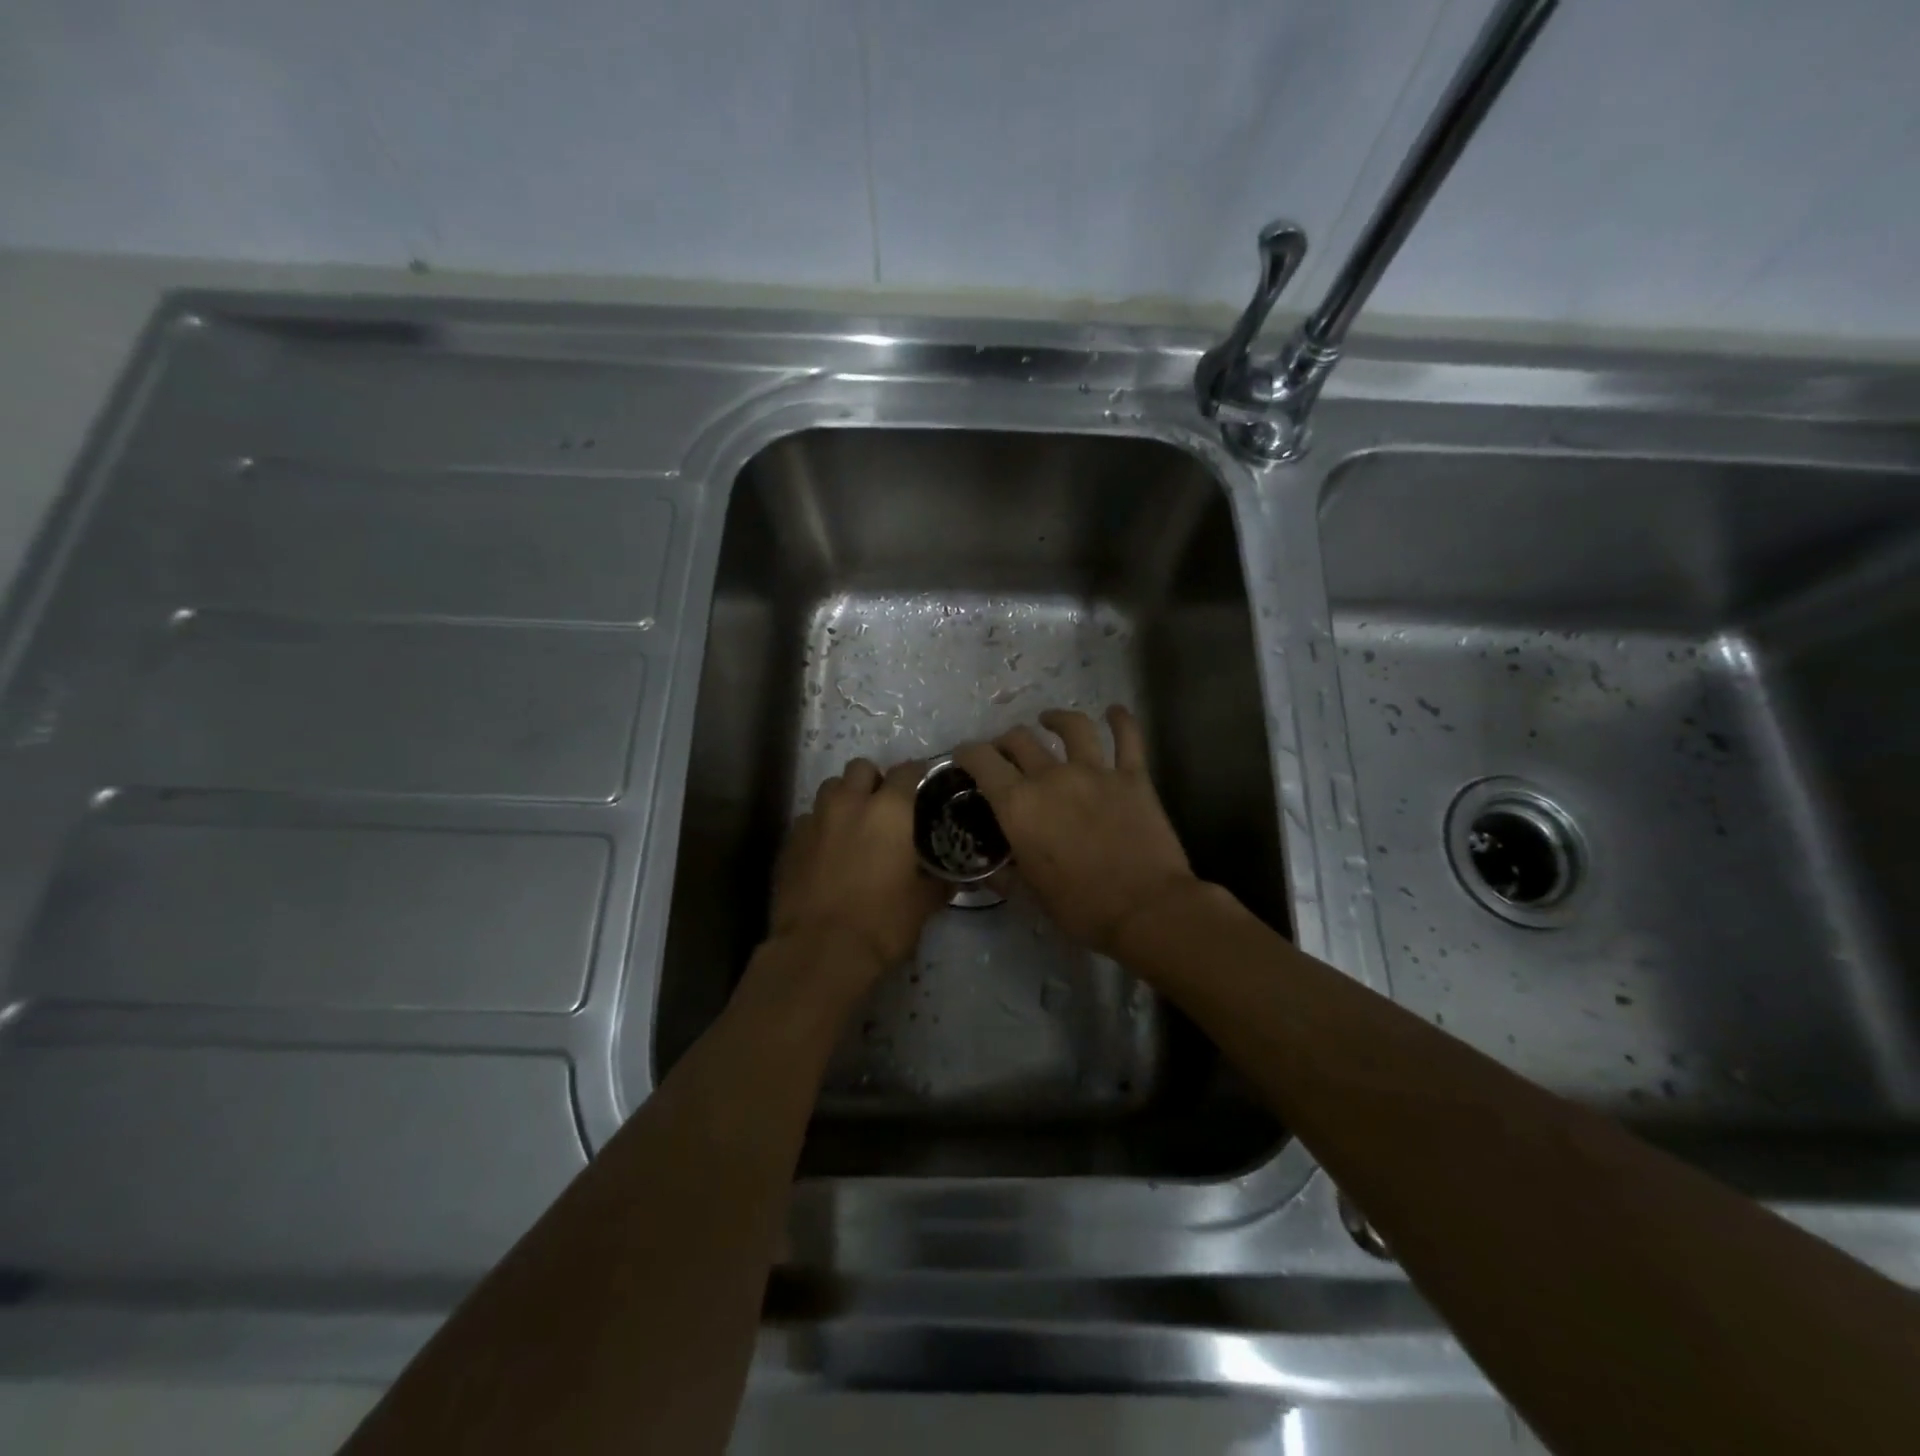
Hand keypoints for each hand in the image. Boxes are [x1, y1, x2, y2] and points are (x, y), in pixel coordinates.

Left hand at [766, 757, 949, 1001]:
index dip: (917, 776)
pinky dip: (821, 828)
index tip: (923, 789)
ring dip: (844, 798)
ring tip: (853, 825)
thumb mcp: (923, 904)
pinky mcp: (789, 842)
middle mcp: (849, 803)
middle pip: (861, 768)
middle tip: (884, 807)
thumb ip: (938, 882)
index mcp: (889, 810)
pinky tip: (827, 853)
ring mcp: (814, 820)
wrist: (818, 952)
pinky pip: (808, 820)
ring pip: (830, 788)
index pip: (907, 771)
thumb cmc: (882, 923)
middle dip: (873, 780)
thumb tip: (951, 879)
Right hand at [954, 707, 1199, 957]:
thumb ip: (1005, 875)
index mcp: (1019, 805)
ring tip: (1049, 719)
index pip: (982, 761)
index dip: (967, 753)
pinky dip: (1121, 720)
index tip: (964, 757)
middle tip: (1005, 753)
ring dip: (1056, 719)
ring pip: (1071, 727)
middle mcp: (1051, 777)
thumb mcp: (1030, 896)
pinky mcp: (1132, 776)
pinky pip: (1127, 738)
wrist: (1147, 909)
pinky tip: (1115, 711)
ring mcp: (1095, 771)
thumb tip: (989, 869)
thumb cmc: (1081, 908)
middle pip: (1020, 740)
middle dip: (1005, 742)